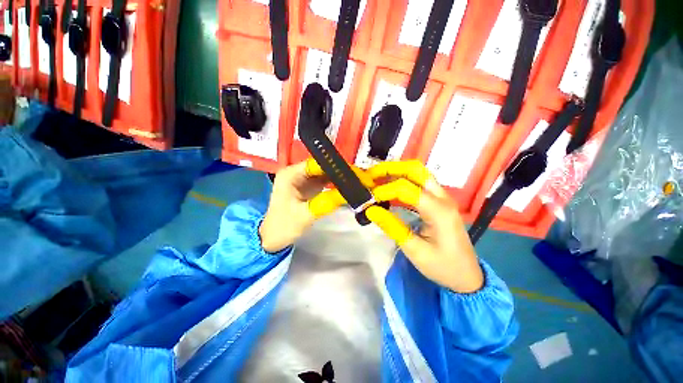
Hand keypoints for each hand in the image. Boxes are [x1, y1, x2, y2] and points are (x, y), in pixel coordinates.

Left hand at [259, 159, 372, 252]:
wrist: (272, 238)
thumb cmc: (283, 226)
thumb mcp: (305, 215)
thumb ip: (326, 203)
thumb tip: (349, 193)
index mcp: (291, 174)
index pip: (317, 164)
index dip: (337, 167)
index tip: (356, 173)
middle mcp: (297, 172)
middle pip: (323, 167)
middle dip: (342, 172)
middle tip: (362, 178)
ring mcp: (304, 179)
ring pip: (326, 174)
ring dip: (341, 177)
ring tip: (359, 182)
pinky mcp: (309, 187)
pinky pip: (326, 182)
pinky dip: (337, 184)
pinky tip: (349, 187)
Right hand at [364, 161, 483, 292]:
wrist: (467, 276)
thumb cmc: (443, 266)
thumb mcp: (415, 251)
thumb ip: (392, 227)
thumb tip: (370, 210)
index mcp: (438, 210)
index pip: (406, 189)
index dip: (384, 190)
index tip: (369, 199)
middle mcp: (442, 197)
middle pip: (416, 170)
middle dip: (391, 168)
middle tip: (371, 174)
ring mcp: (442, 197)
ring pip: (418, 173)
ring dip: (396, 172)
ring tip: (377, 177)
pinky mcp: (438, 202)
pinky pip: (419, 183)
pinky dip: (402, 180)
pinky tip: (390, 187)